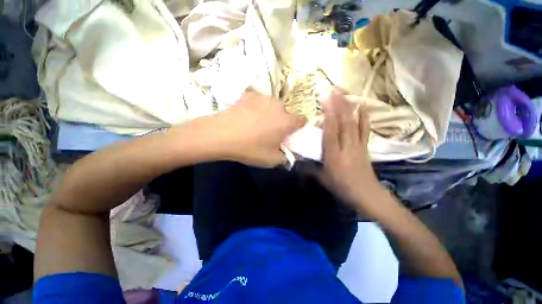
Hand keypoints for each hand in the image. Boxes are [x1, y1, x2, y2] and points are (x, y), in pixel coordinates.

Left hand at [189, 91, 305, 166]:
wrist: (222, 135)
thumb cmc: (250, 148)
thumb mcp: (271, 160)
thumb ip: (284, 157)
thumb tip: (286, 153)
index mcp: (286, 121)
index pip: (301, 121)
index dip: (297, 128)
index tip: (290, 134)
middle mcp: (278, 106)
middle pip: (285, 113)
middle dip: (282, 122)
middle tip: (271, 132)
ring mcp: (263, 98)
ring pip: (272, 106)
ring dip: (270, 113)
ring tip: (257, 123)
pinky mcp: (249, 95)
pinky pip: (258, 102)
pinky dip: (256, 107)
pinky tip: (247, 115)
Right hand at [317, 90, 381, 213]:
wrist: (367, 194)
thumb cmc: (342, 187)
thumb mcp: (322, 180)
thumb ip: (310, 169)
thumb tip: (297, 163)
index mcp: (334, 155)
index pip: (331, 132)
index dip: (328, 116)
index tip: (325, 101)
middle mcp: (346, 147)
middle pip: (343, 123)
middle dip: (339, 105)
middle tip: (334, 90)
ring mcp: (357, 145)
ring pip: (353, 123)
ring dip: (349, 107)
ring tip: (345, 93)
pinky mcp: (364, 146)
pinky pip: (364, 129)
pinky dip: (364, 117)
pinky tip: (363, 107)